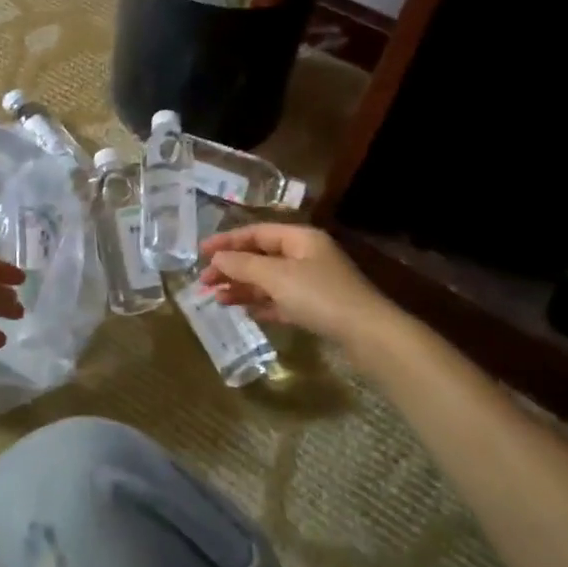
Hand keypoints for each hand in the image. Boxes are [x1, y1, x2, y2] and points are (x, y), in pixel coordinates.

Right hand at [198, 224, 382, 342]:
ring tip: (216, 298)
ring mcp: (312, 282)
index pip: (256, 232)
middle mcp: (306, 256)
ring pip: (268, 280)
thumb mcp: (276, 276)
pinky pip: (280, 301)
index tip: (200, 252)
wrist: (367, 334)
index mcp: (300, 238)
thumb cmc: (319, 296)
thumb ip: (243, 265)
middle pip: (260, 257)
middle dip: (231, 268)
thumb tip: (217, 257)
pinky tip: (243, 310)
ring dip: (242, 287)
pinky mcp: (315, 308)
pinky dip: (260, 303)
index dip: (227, 241)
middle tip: (204, 281)